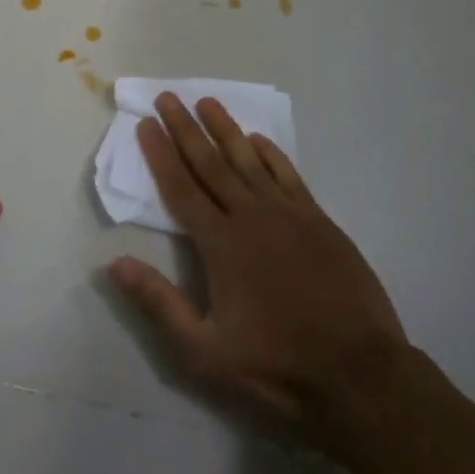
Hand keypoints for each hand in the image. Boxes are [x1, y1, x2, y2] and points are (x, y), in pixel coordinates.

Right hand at [107, 94, 408, 455]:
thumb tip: (114, 263)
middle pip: (210, 163)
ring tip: (207, 101)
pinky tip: (257, 139)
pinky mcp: (319, 222)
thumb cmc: (276, 368)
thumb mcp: (204, 352)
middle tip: (167, 97)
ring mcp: (289, 215)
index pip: (181, 188)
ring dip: (225, 129)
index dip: (160, 154)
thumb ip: (159, 303)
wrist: (360, 376)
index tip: (145, 124)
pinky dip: (270, 154)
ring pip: (249, 160)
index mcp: (220, 244)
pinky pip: (288, 175)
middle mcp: (251, 217)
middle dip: (185, 129)